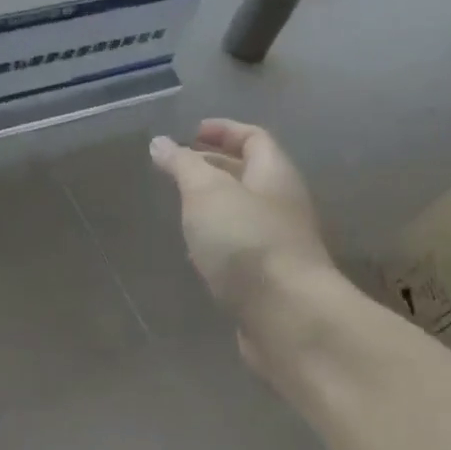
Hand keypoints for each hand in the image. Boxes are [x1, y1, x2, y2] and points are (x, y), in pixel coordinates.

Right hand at [151, 119, 349, 372]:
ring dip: (214, 205)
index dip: (224, 130)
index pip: (254, 137)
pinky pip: (241, 247)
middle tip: (178, 168)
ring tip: (180, 206)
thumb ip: (182, 165)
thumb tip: (161, 143)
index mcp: (274, 174)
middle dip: (214, 166)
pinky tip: (195, 251)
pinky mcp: (270, 279)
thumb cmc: (247, 241)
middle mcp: (282, 204)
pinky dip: (217, 241)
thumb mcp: (206, 192)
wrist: (289, 319)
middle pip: (250, 174)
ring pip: (243, 212)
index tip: (191, 132)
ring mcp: (279, 244)